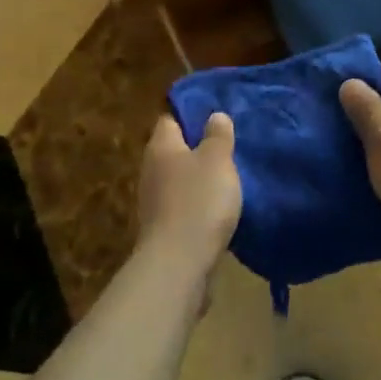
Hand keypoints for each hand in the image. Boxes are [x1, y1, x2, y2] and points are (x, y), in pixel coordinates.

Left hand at [136, 113, 240, 281]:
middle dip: (198, 150)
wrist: (178, 264)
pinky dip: (199, 206)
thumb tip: (215, 115)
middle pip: (175, 151)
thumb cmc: (199, 201)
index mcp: (161, 146)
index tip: (216, 119)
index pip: (171, 119)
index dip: (192, 117)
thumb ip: (217, 136)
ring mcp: (154, 201)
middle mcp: (151, 169)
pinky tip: (219, 211)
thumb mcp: (217, 160)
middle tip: (229, 149)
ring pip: (179, 180)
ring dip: (199, 180)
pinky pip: (183, 207)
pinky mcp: (162, 228)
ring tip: (229, 180)